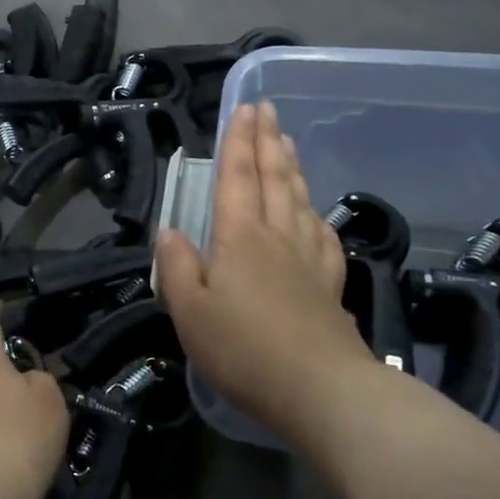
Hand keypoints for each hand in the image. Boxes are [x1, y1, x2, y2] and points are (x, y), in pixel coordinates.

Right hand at [155, 100, 378, 436]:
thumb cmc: (243, 349)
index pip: (237, 177)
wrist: (320, 390)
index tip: (244, 108)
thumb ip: (177, 266)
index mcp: (240, 237)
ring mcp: (308, 258)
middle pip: (273, 178)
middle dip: (267, 140)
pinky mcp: (329, 283)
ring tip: (287, 143)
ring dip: (291, 166)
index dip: (238, 141)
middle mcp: (277, 236)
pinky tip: (314, 212)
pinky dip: (315, 212)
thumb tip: (170, 230)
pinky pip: (322, 234)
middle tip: (267, 109)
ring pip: (299, 199)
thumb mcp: (190, 311)